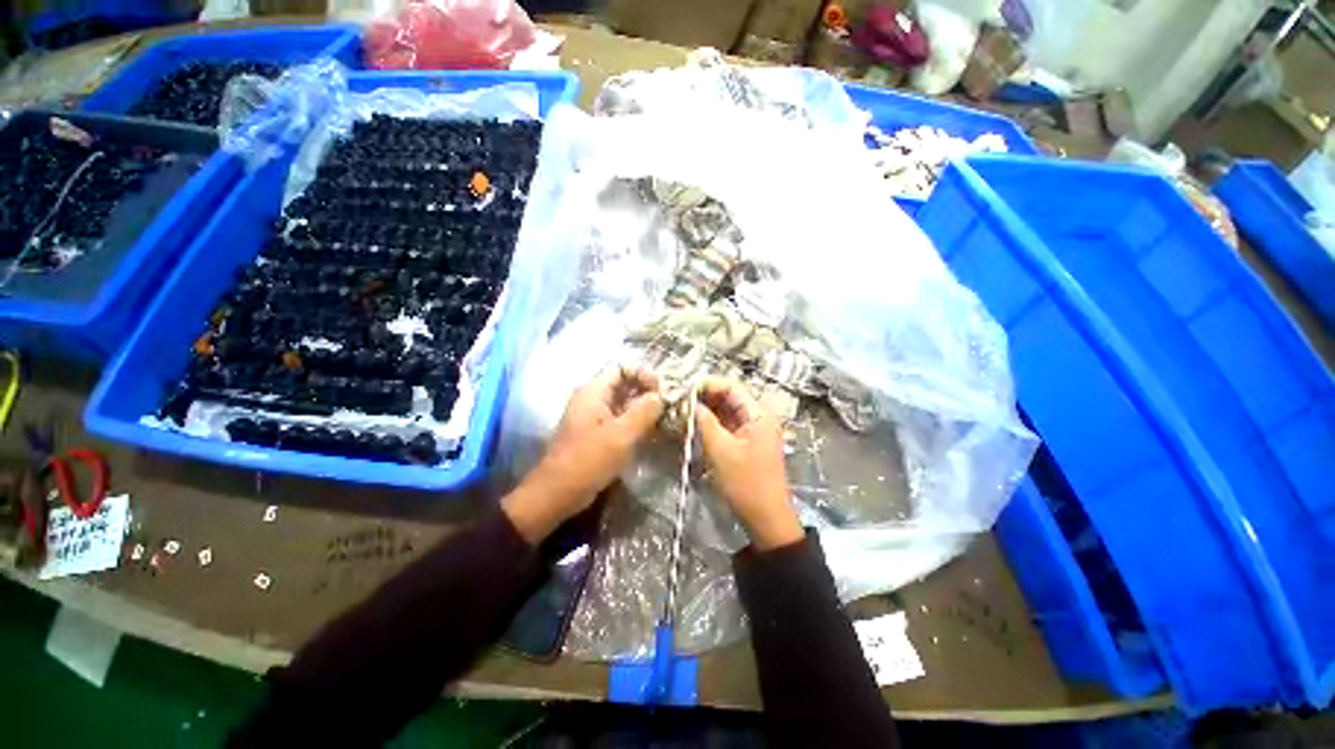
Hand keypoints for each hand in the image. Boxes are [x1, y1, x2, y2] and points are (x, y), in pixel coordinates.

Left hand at [504, 367, 664, 543]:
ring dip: (642, 408)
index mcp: (593, 391)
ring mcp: (593, 416)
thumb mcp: (621, 435)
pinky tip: (648, 433)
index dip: (644, 374)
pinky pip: (619, 418)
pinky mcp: (596, 432)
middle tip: (666, 407)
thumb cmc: (588, 461)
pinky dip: (634, 421)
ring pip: (623, 402)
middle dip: (646, 392)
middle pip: (624, 384)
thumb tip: (661, 396)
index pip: (622, 367)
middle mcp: (592, 398)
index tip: (662, 392)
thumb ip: (644, 411)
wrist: (557, 494)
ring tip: (661, 420)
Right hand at [695, 377, 802, 550]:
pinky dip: (710, 425)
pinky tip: (693, 428)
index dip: (706, 385)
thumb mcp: (720, 450)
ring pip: (725, 412)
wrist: (766, 520)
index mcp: (758, 414)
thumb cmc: (745, 484)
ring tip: (681, 415)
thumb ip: (704, 422)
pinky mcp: (745, 443)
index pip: (730, 386)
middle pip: (727, 397)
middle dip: (703, 399)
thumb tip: (687, 402)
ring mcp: (752, 431)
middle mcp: (757, 417)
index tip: (682, 391)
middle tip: (678, 404)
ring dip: (705, 412)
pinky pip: (726, 426)